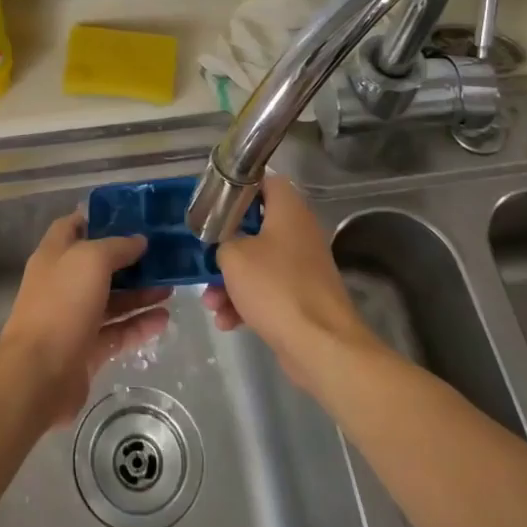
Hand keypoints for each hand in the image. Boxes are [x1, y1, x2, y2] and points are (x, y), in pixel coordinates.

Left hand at [0, 213, 170, 425]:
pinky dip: (140, 324)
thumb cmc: (62, 304)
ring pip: (112, 300)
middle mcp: (63, 283)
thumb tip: (139, 240)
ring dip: (140, 293)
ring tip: (172, 287)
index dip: (99, 218)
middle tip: (163, 255)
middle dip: (130, 260)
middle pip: (99, 265)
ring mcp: (74, 318)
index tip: (132, 216)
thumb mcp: (91, 260)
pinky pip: (118, 331)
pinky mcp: (87, 349)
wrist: (39, 374)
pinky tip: (165, 318)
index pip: (74, 226)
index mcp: (54, 255)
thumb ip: (117, 247)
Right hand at [203, 175, 378, 387]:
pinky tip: (227, 322)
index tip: (214, 201)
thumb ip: (222, 242)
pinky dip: (246, 303)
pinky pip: (267, 291)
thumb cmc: (275, 287)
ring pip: (258, 263)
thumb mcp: (233, 257)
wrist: (320, 345)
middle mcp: (299, 233)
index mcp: (289, 211)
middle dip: (226, 246)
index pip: (266, 181)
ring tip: (210, 302)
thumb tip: (226, 247)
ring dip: (230, 281)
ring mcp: (303, 267)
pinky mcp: (302, 298)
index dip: (239, 186)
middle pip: (256, 227)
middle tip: (205, 256)